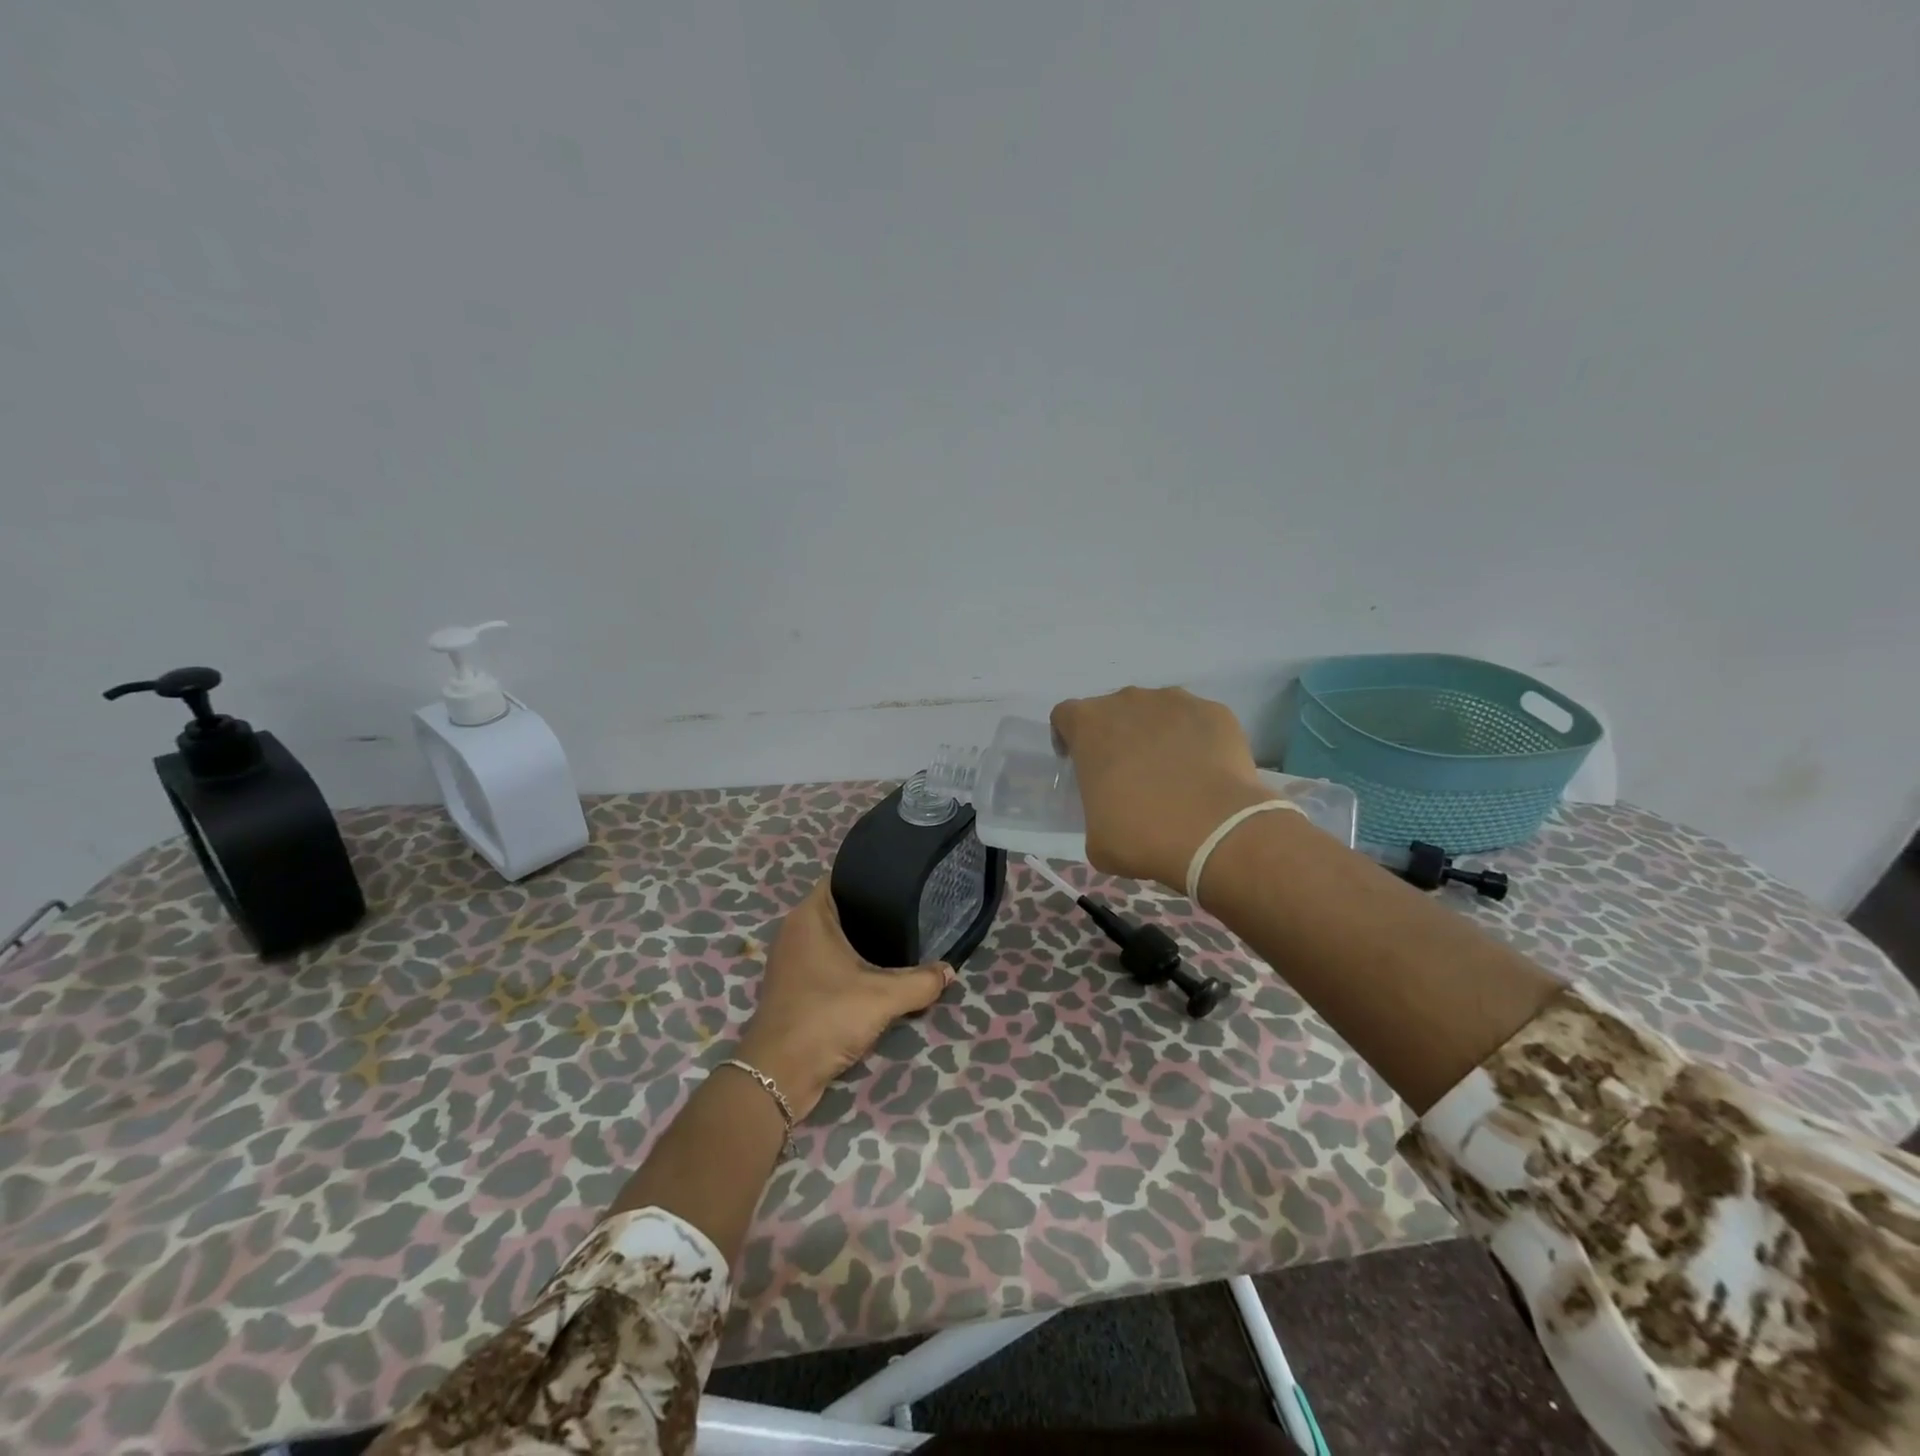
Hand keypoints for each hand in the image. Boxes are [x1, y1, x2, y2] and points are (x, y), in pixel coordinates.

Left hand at [736, 880, 954, 1120]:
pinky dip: (846, 966)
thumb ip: (921, 981)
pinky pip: (824, 963)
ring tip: (898, 942)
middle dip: (870, 912)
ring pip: (831, 939)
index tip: (900, 884)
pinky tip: (874, 974)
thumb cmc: (827, 1016)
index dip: (869, 877)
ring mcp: (790, 960)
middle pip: (839, 909)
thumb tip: (950, 970)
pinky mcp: (792, 987)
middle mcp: (794, 931)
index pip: (840, 879)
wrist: (779, 1074)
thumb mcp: (884, 997)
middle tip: (908, 913)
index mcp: (809, 916)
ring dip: (859, 944)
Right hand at [1051, 686, 1276, 889]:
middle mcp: (1128, 701)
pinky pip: (1196, 722)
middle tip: (1127, 773)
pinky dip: (1195, 739)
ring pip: (1156, 711)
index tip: (1079, 763)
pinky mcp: (1215, 712)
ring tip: (1171, 772)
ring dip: (1155, 734)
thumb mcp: (1095, 837)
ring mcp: (1176, 701)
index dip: (1068, 738)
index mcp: (1089, 724)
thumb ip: (1095, 808)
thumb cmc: (1141, 836)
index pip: (1066, 716)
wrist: (1217, 834)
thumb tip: (1113, 810)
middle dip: (1116, 735)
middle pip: (1113, 710)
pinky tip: (1203, 772)